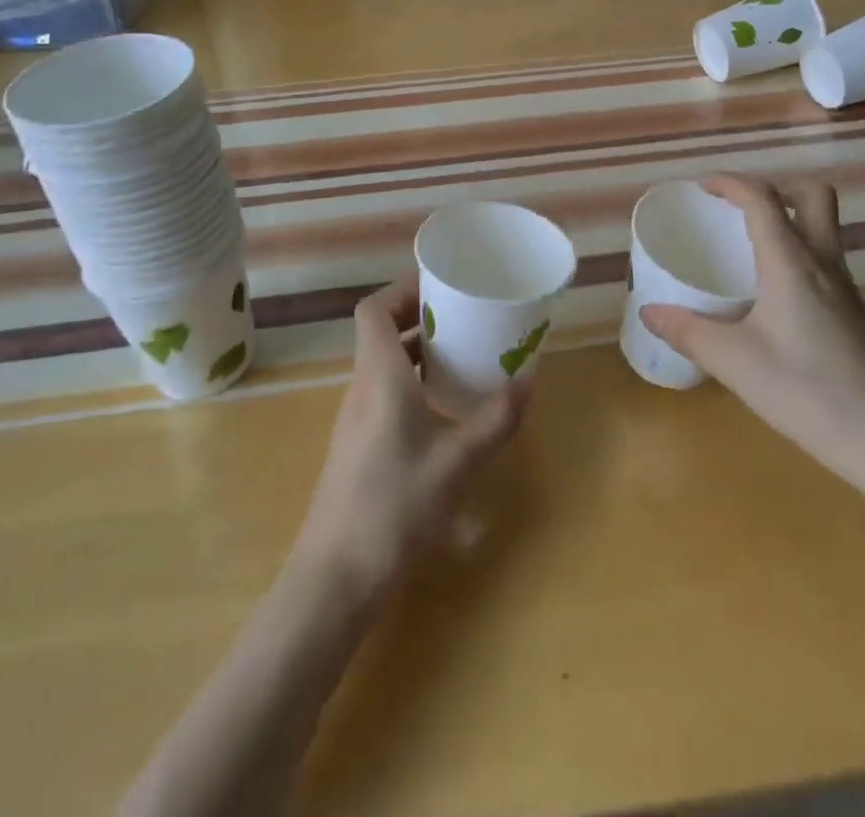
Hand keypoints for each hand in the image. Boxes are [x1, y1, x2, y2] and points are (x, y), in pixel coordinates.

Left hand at [293, 276, 528, 600]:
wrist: (335, 579)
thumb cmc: (394, 506)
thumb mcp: (457, 462)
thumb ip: (496, 419)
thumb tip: (529, 379)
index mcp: (379, 376)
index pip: (374, 309)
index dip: (402, 289)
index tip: (441, 285)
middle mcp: (362, 387)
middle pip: (382, 332)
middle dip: (421, 315)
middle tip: (464, 315)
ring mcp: (357, 417)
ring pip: (384, 363)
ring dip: (419, 350)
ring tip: (463, 352)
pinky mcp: (359, 444)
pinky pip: (385, 390)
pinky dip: (414, 381)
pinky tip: (445, 405)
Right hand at [639, 176, 864, 501]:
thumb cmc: (810, 392)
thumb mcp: (736, 363)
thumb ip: (690, 333)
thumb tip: (650, 312)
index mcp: (791, 263)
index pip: (763, 199)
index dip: (732, 183)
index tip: (703, 186)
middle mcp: (824, 264)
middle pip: (814, 197)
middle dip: (777, 189)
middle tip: (740, 211)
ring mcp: (847, 289)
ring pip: (823, 229)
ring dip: (789, 222)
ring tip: (747, 250)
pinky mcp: (857, 315)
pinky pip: (825, 262)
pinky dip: (797, 257)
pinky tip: (773, 299)